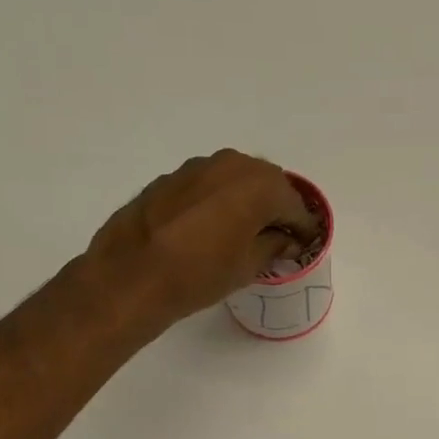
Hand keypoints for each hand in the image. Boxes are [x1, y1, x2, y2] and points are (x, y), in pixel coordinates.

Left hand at [86, 150, 319, 331]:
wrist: (131, 274)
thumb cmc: (200, 273)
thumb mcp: (248, 266)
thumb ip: (274, 246)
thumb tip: (285, 239)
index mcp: (259, 184)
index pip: (294, 204)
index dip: (304, 227)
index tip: (306, 244)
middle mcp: (231, 164)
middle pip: (266, 184)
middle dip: (276, 208)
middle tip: (279, 237)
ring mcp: (197, 167)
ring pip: (235, 181)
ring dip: (246, 202)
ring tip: (246, 233)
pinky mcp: (170, 178)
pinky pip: (208, 186)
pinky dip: (218, 202)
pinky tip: (212, 228)